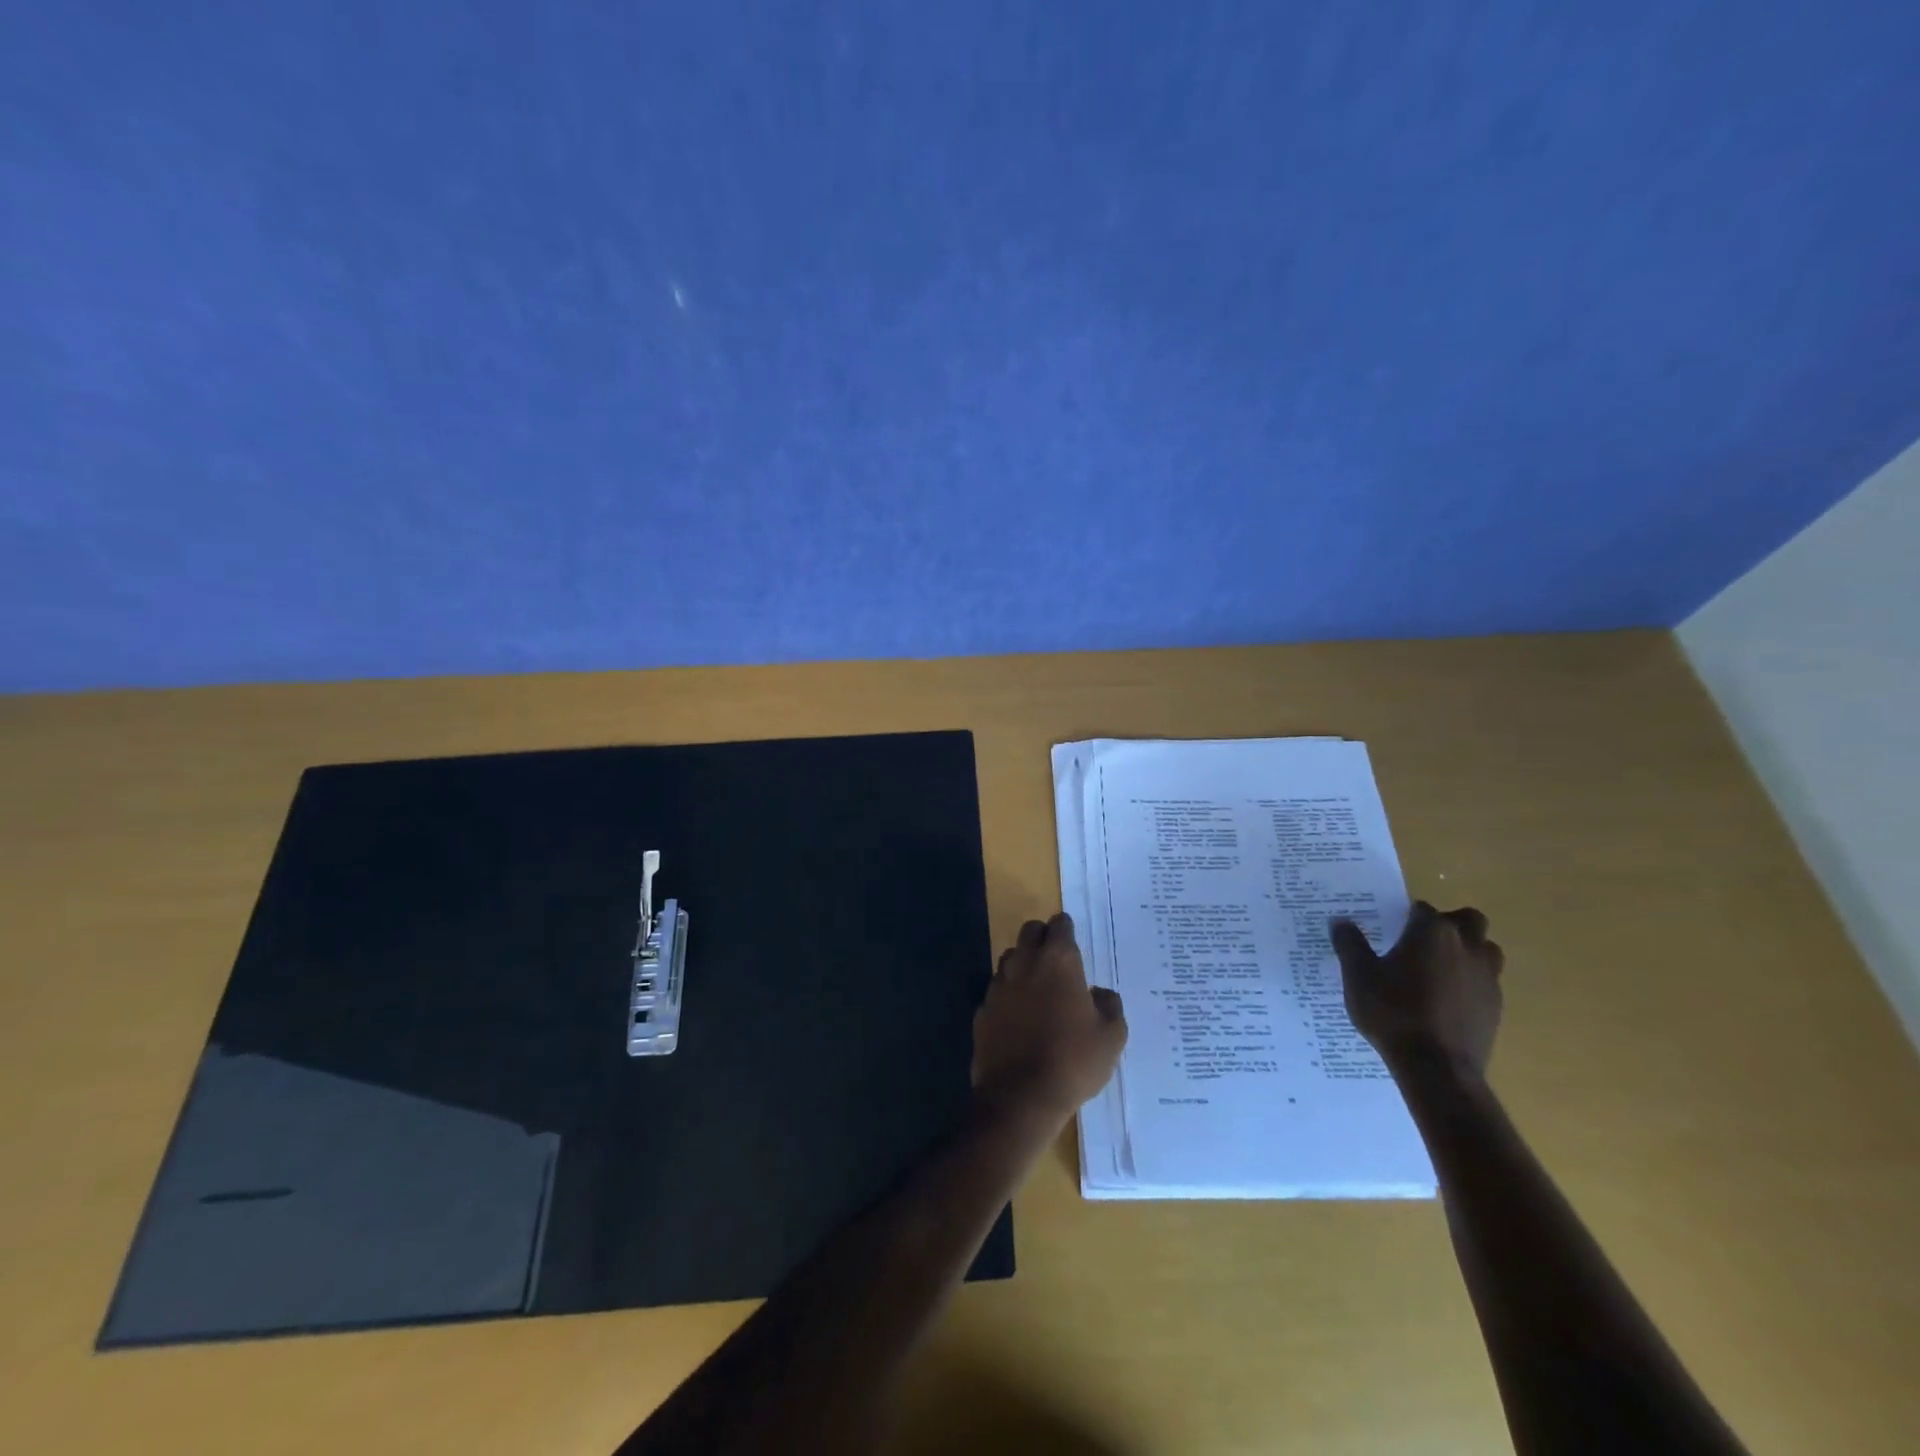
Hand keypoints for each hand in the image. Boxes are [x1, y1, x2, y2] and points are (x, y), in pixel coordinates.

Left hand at [974, 913, 1127, 1128]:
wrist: (1020, 1097)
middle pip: (1030, 932)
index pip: (1060, 925)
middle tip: (1056, 959)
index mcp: (1058, 961)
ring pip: (1010, 958)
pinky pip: (996, 991)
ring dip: (1023, 964)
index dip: (1066, 930)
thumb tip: (1099, 993)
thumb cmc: (1073, 1061)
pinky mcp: (982, 1009)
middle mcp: (1025, 963)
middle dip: (1042, 937)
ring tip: (1037, 988)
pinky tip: (1018, 1018)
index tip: (1072, 942)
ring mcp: (999, 985)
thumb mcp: (1111, 1036)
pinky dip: (1008, 996)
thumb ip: (1109, 1005)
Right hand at [1330, 901, 1503, 1079]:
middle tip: (1422, 941)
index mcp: (1432, 932)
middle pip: (1469, 919)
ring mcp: (1487, 977)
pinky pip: (1487, 981)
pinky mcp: (1496, 1006)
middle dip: (1450, 923)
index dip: (1405, 916)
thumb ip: (1350, 944)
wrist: (1436, 1067)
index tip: (1390, 928)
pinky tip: (1446, 1000)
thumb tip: (1340, 921)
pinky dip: (1470, 981)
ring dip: (1467, 951)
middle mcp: (1466, 946)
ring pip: (1486, 949)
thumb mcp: (1358, 976)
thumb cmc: (1393, 1012)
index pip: (1422, 909)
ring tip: (1439, 968)